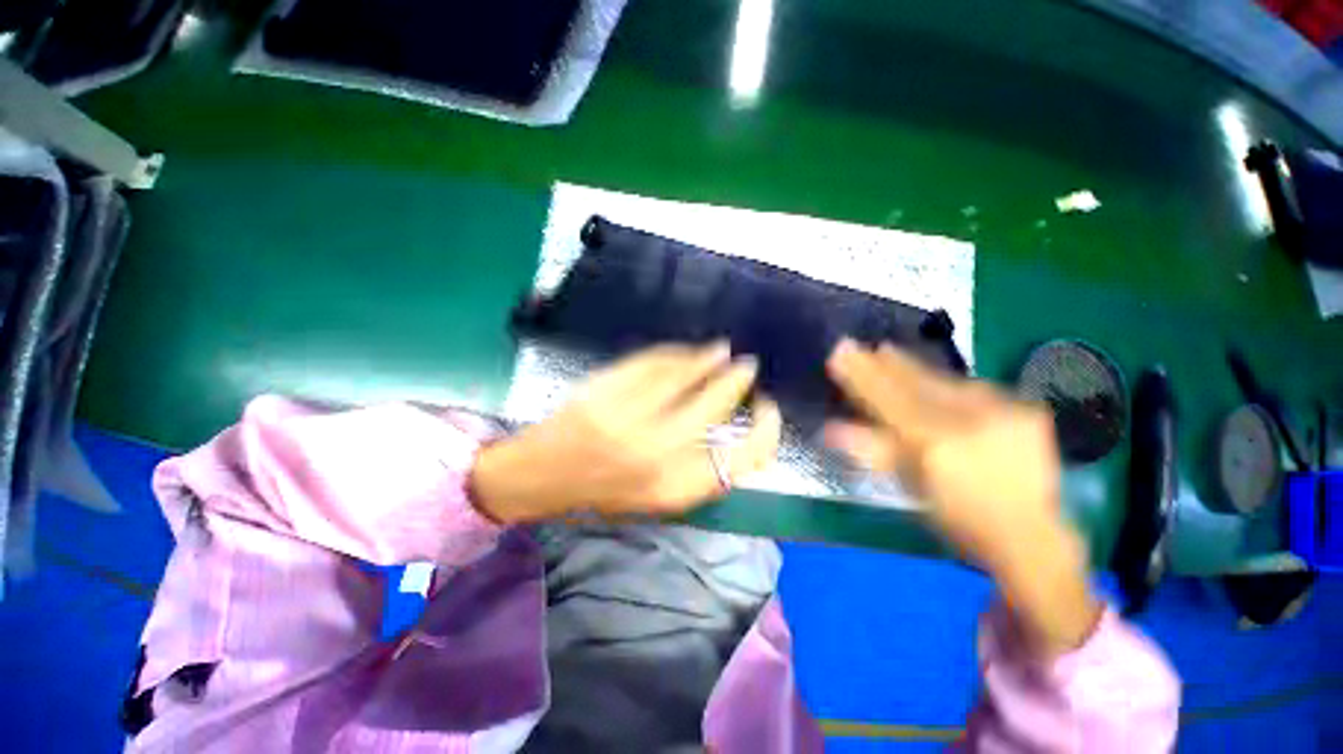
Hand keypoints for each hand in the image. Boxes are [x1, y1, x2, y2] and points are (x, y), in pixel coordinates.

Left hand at [471, 342, 780, 522]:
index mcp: (673, 489)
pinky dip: (675, 354)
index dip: (765, 431)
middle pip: (715, 406)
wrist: (537, 477)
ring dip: (708, 359)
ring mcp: (627, 418)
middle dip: (737, 381)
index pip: (743, 459)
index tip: (767, 410)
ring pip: (683, 376)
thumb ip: (699, 471)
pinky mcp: (604, 392)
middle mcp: (655, 454)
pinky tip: (686, 352)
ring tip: (722, 351)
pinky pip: (651, 364)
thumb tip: (737, 435)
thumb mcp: (656, 497)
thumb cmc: (601, 493)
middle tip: (747, 366)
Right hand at [824, 339, 1100, 655]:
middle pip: (914, 382)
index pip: (886, 397)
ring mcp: (1001, 410)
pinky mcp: (1025, 409)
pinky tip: (939, 384)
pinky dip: (952, 384)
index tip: (840, 352)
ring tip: (888, 352)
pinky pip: (977, 388)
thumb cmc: (955, 515)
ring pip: (945, 380)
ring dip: (914, 368)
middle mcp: (967, 418)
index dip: (861, 374)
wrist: (1027, 532)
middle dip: (884, 363)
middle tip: (861, 345)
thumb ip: (870, 449)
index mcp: (932, 441)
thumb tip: (830, 427)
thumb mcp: (909, 485)